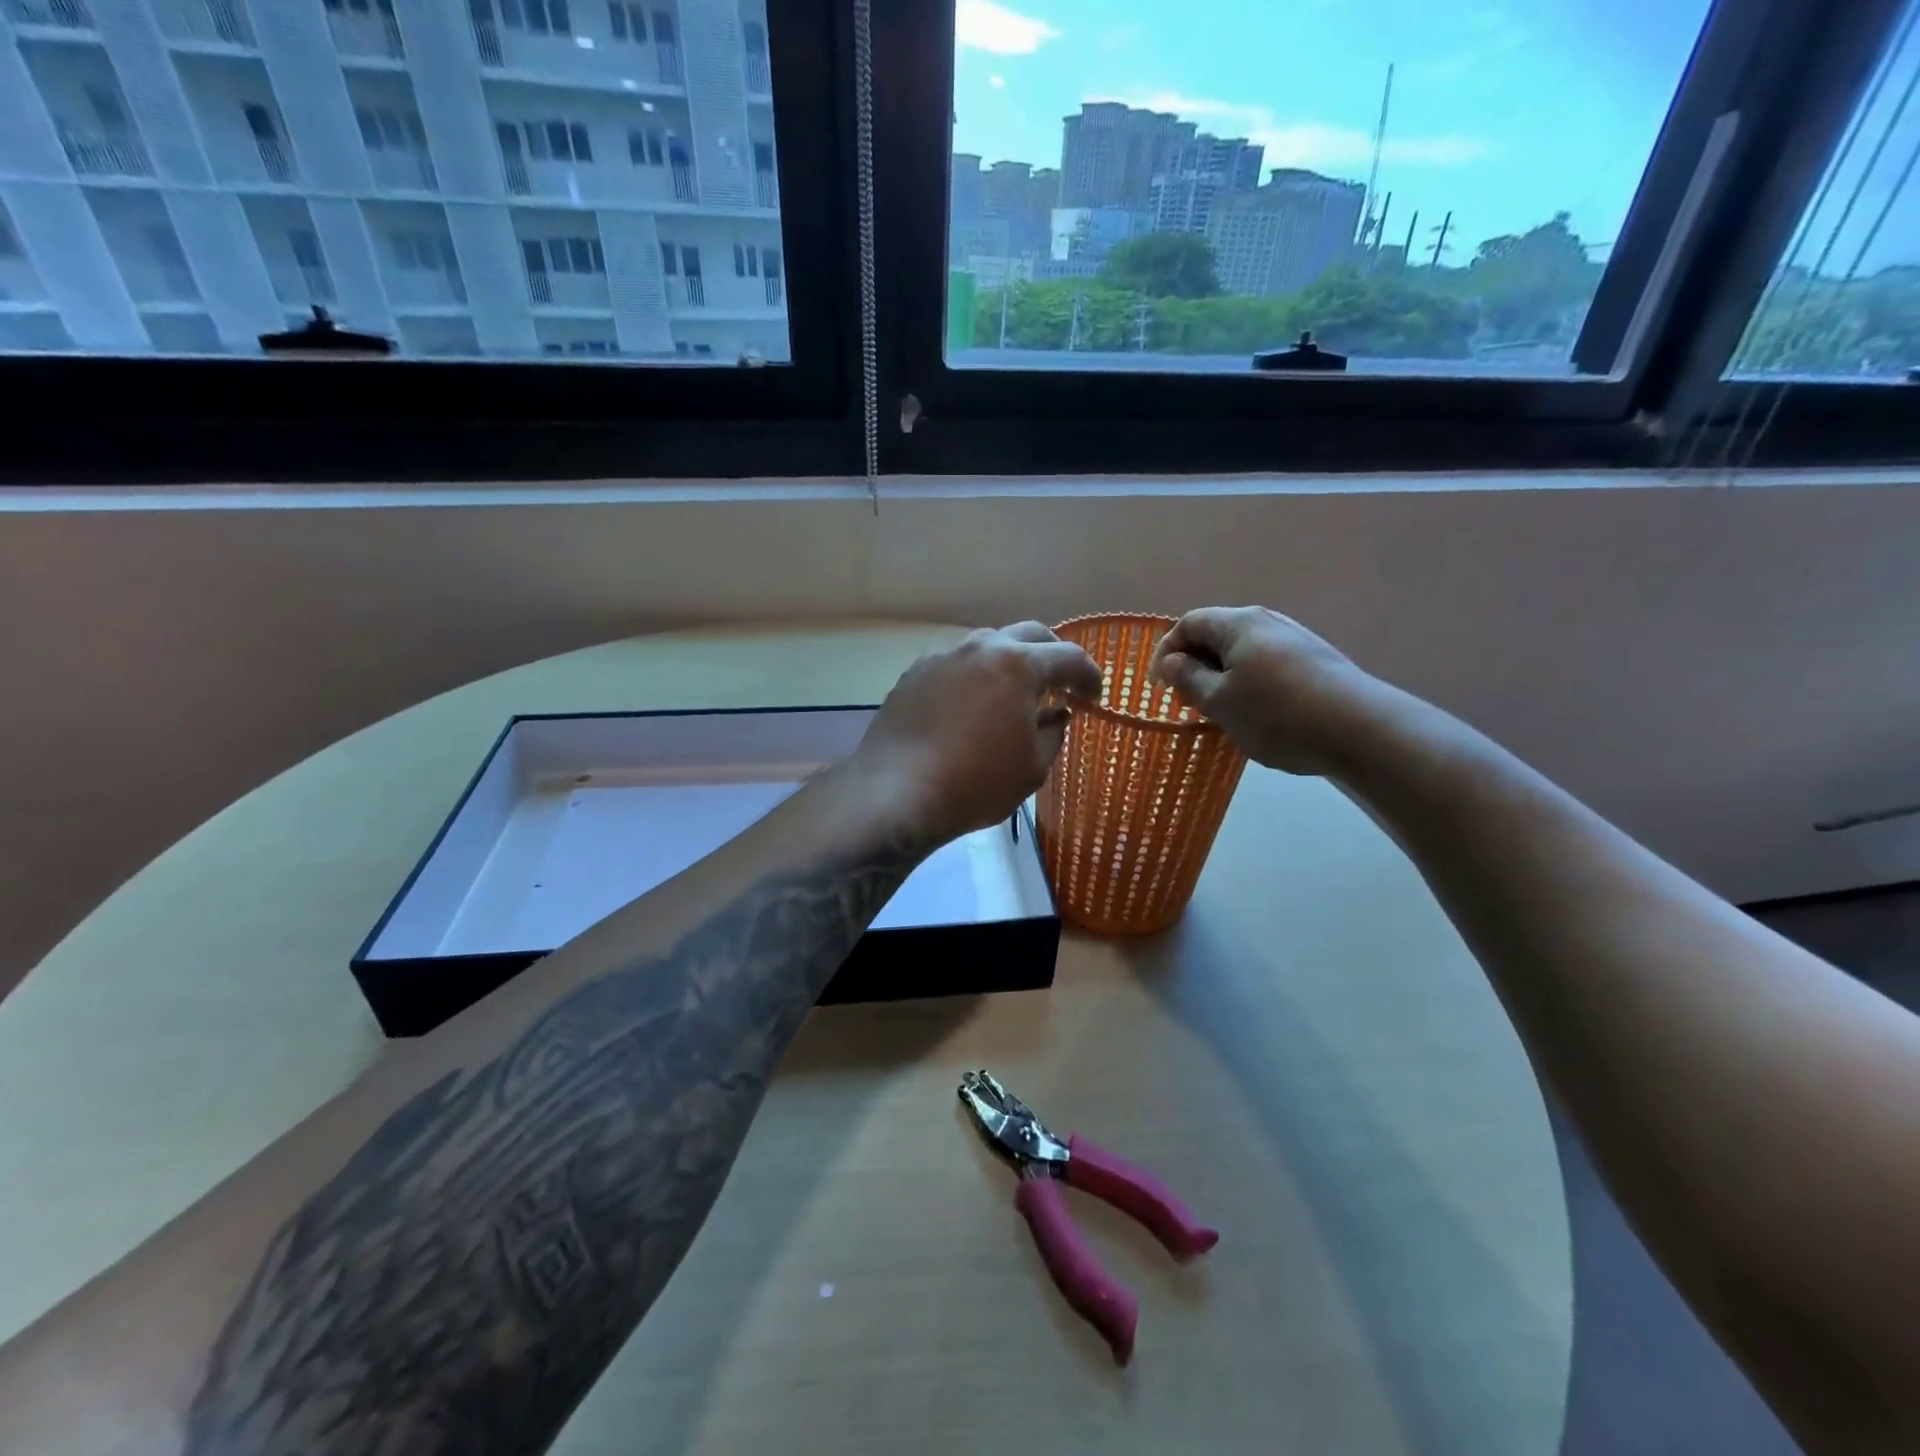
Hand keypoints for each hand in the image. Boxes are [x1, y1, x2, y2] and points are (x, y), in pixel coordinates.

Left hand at [854, 623, 1101, 845]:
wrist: (897, 792)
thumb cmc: (976, 784)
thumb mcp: (1033, 767)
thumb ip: (1053, 733)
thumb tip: (1057, 715)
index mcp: (1018, 665)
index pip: (1070, 657)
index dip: (1089, 676)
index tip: (1093, 698)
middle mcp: (980, 647)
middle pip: (1029, 634)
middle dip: (1052, 656)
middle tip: (1060, 685)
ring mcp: (943, 656)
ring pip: (987, 644)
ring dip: (1010, 662)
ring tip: (1013, 694)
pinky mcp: (914, 673)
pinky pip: (956, 664)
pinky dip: (974, 676)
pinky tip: (971, 705)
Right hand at [1151, 607, 1382, 776]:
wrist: (1360, 730)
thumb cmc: (1277, 714)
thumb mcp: (1219, 702)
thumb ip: (1189, 678)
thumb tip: (1173, 662)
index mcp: (1240, 624)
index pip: (1189, 622)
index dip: (1166, 650)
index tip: (1158, 685)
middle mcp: (1268, 622)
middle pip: (1218, 634)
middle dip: (1194, 664)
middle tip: (1186, 699)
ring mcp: (1296, 641)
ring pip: (1244, 652)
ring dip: (1222, 676)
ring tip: (1218, 710)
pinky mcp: (1316, 663)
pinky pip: (1267, 665)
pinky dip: (1249, 683)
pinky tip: (1256, 714)